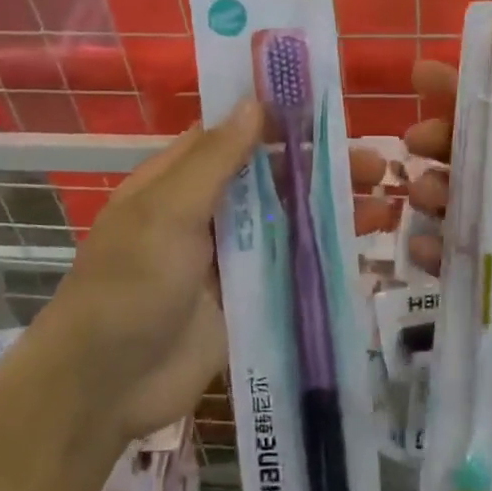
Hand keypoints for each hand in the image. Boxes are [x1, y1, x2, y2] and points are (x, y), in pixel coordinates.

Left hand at [48, 106, 398, 445]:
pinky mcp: (249, 300)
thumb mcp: (167, 212)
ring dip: (331, 209)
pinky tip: (364, 248)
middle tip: (375, 163)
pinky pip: (291, 269)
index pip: (234, 136)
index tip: (329, 106)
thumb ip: (215, 161)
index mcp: (178, 181)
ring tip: (384, 202)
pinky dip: (324, 256)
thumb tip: (254, 103)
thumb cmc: (130, 285)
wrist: (107, 387)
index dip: (277, 119)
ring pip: (288, 222)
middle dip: (319, 167)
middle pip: (271, 179)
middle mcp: (207, 213)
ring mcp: (230, 258)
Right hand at [403, 60, 491, 430]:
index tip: (427, 74)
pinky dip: (434, 251)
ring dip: (433, 190)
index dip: (476, 93)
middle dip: (443, 140)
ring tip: (425, 192)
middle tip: (417, 139)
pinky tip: (423, 247)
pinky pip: (457, 264)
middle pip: (479, 158)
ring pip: (461, 206)